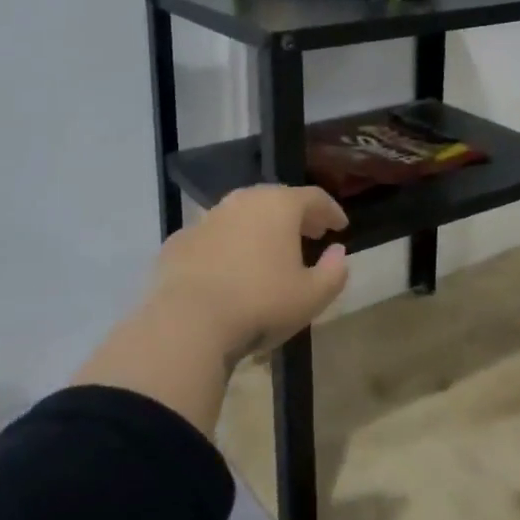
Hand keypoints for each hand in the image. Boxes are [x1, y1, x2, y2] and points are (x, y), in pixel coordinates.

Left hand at [150, 186, 350, 361]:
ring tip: (269, 253)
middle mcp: (242, 201)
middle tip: (310, 234)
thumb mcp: (312, 296)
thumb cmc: (261, 304)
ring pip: (241, 216)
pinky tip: (229, 270)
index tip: (340, 227)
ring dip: (259, 229)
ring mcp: (206, 219)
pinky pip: (212, 238)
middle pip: (276, 200)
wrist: (188, 322)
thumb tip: (338, 252)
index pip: (314, 197)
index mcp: (279, 206)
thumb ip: (334, 271)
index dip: (331, 211)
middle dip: (296, 216)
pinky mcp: (179, 242)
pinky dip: (227, 247)